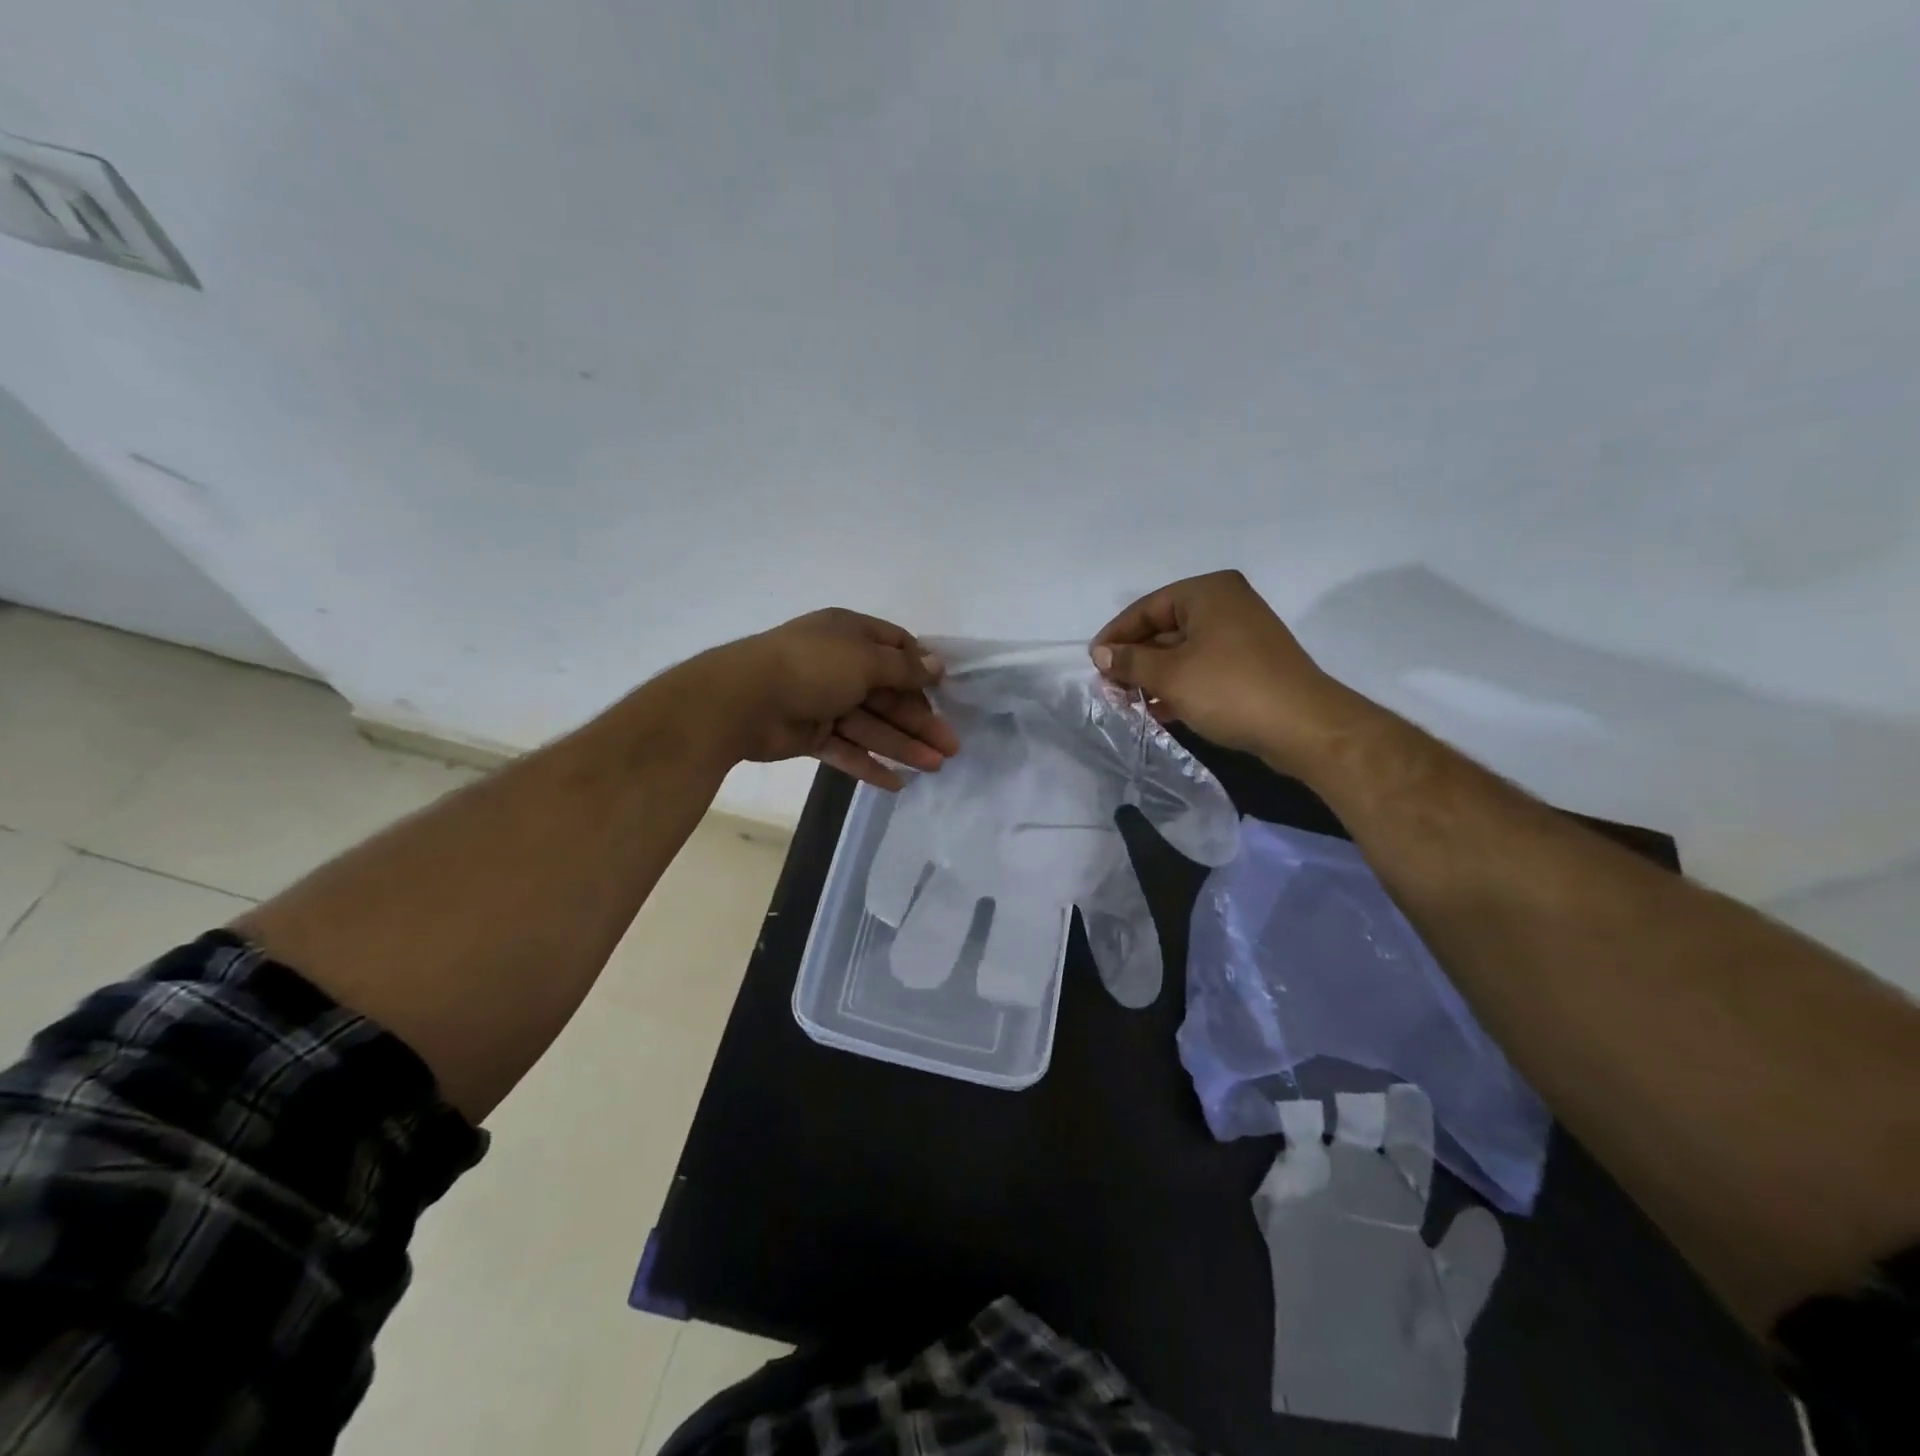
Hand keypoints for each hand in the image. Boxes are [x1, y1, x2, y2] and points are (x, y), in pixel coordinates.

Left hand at [685, 609, 959, 790]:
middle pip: (889, 694)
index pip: (896, 648)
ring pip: (871, 725)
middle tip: (951, 747)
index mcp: (850, 635)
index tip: (945, 693)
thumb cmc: (812, 667)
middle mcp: (839, 665)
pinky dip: (869, 764)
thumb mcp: (865, 660)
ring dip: (903, 746)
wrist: (741, 700)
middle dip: (920, 720)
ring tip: (935, 767)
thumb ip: (904, 669)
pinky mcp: (809, 734)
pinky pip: (846, 749)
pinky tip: (898, 783)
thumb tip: (937, 665)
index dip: (921, 671)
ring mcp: (823, 701)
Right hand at [1091, 570, 1358, 770]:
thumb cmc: (1230, 690)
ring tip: (1129, 703)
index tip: (1094, 664)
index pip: (1147, 608)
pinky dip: (1179, 685)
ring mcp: (1241, 634)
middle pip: (1164, 628)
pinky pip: (1202, 667)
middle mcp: (1226, 604)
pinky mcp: (1249, 664)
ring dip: (1154, 676)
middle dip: (1135, 660)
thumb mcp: (1170, 675)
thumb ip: (1130, 662)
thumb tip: (1100, 653)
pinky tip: (1159, 709)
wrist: (1303, 727)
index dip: (1116, 636)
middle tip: (1110, 688)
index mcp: (1207, 592)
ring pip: (1182, 651)